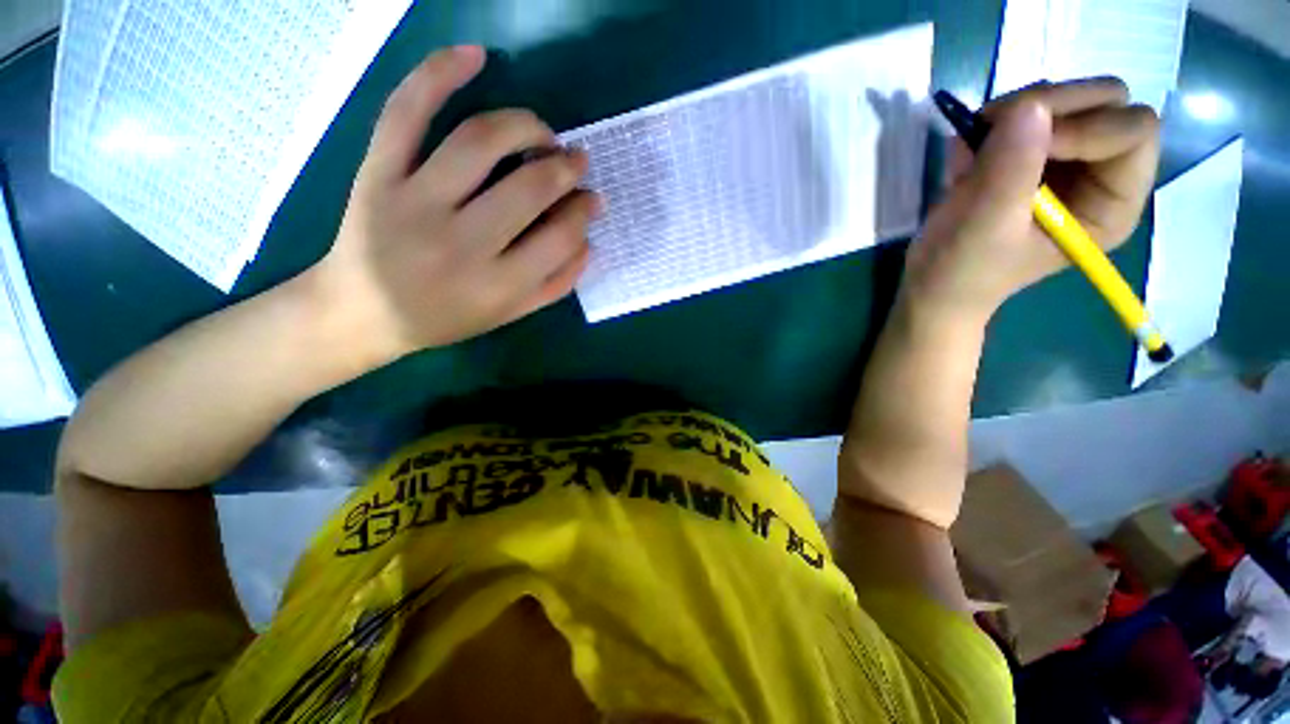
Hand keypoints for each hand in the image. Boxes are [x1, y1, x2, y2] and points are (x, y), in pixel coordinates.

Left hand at [308, 46, 598, 362]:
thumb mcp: (510, 314)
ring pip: (480, 141)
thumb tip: (589, 240)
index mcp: (498, 284)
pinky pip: (407, 112)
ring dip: (525, 126)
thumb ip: (556, 284)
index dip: (583, 211)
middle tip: (576, 160)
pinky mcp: (378, 173)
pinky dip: (438, 73)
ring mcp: (414, 202)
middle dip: (565, 168)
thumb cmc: (446, 316)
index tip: (591, 199)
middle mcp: (461, 243)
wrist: (363, 312)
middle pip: (530, 187)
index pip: (560, 236)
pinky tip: (474, 56)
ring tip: (542, 132)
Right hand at [902, 78, 1160, 321]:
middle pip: (1109, 103)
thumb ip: (1011, 169)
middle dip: (1052, 107)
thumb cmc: (962, 267)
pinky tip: (969, 156)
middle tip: (994, 129)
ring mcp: (1067, 161)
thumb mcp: (985, 225)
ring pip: (1069, 99)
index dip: (1086, 127)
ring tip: (973, 151)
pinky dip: (995, 122)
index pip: (1135, 132)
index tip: (1024, 145)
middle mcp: (1102, 175)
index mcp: (1112, 205)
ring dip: (1017, 112)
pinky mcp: (1034, 155)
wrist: (931, 282)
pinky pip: (1029, 111)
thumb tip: (1029, 105)